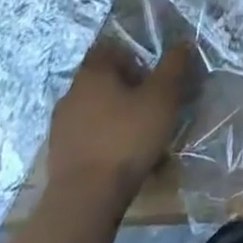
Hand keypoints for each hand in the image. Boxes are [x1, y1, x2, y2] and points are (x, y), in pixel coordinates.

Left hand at [44, 39, 196, 203]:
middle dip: (127, 89)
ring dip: (116, 117)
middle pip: (103, 81)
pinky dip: (105, 141)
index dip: (132, 57)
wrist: (85, 199)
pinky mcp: (59, 155)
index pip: (110, 49)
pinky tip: (123, 160)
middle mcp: (72, 93)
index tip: (151, 75)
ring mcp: (61, 126)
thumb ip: (173, 67)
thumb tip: (183, 42)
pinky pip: (88, 137)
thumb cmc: (126, 138)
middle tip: (152, 105)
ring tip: (141, 136)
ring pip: (95, 111)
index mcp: (93, 73)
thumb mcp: (162, 98)